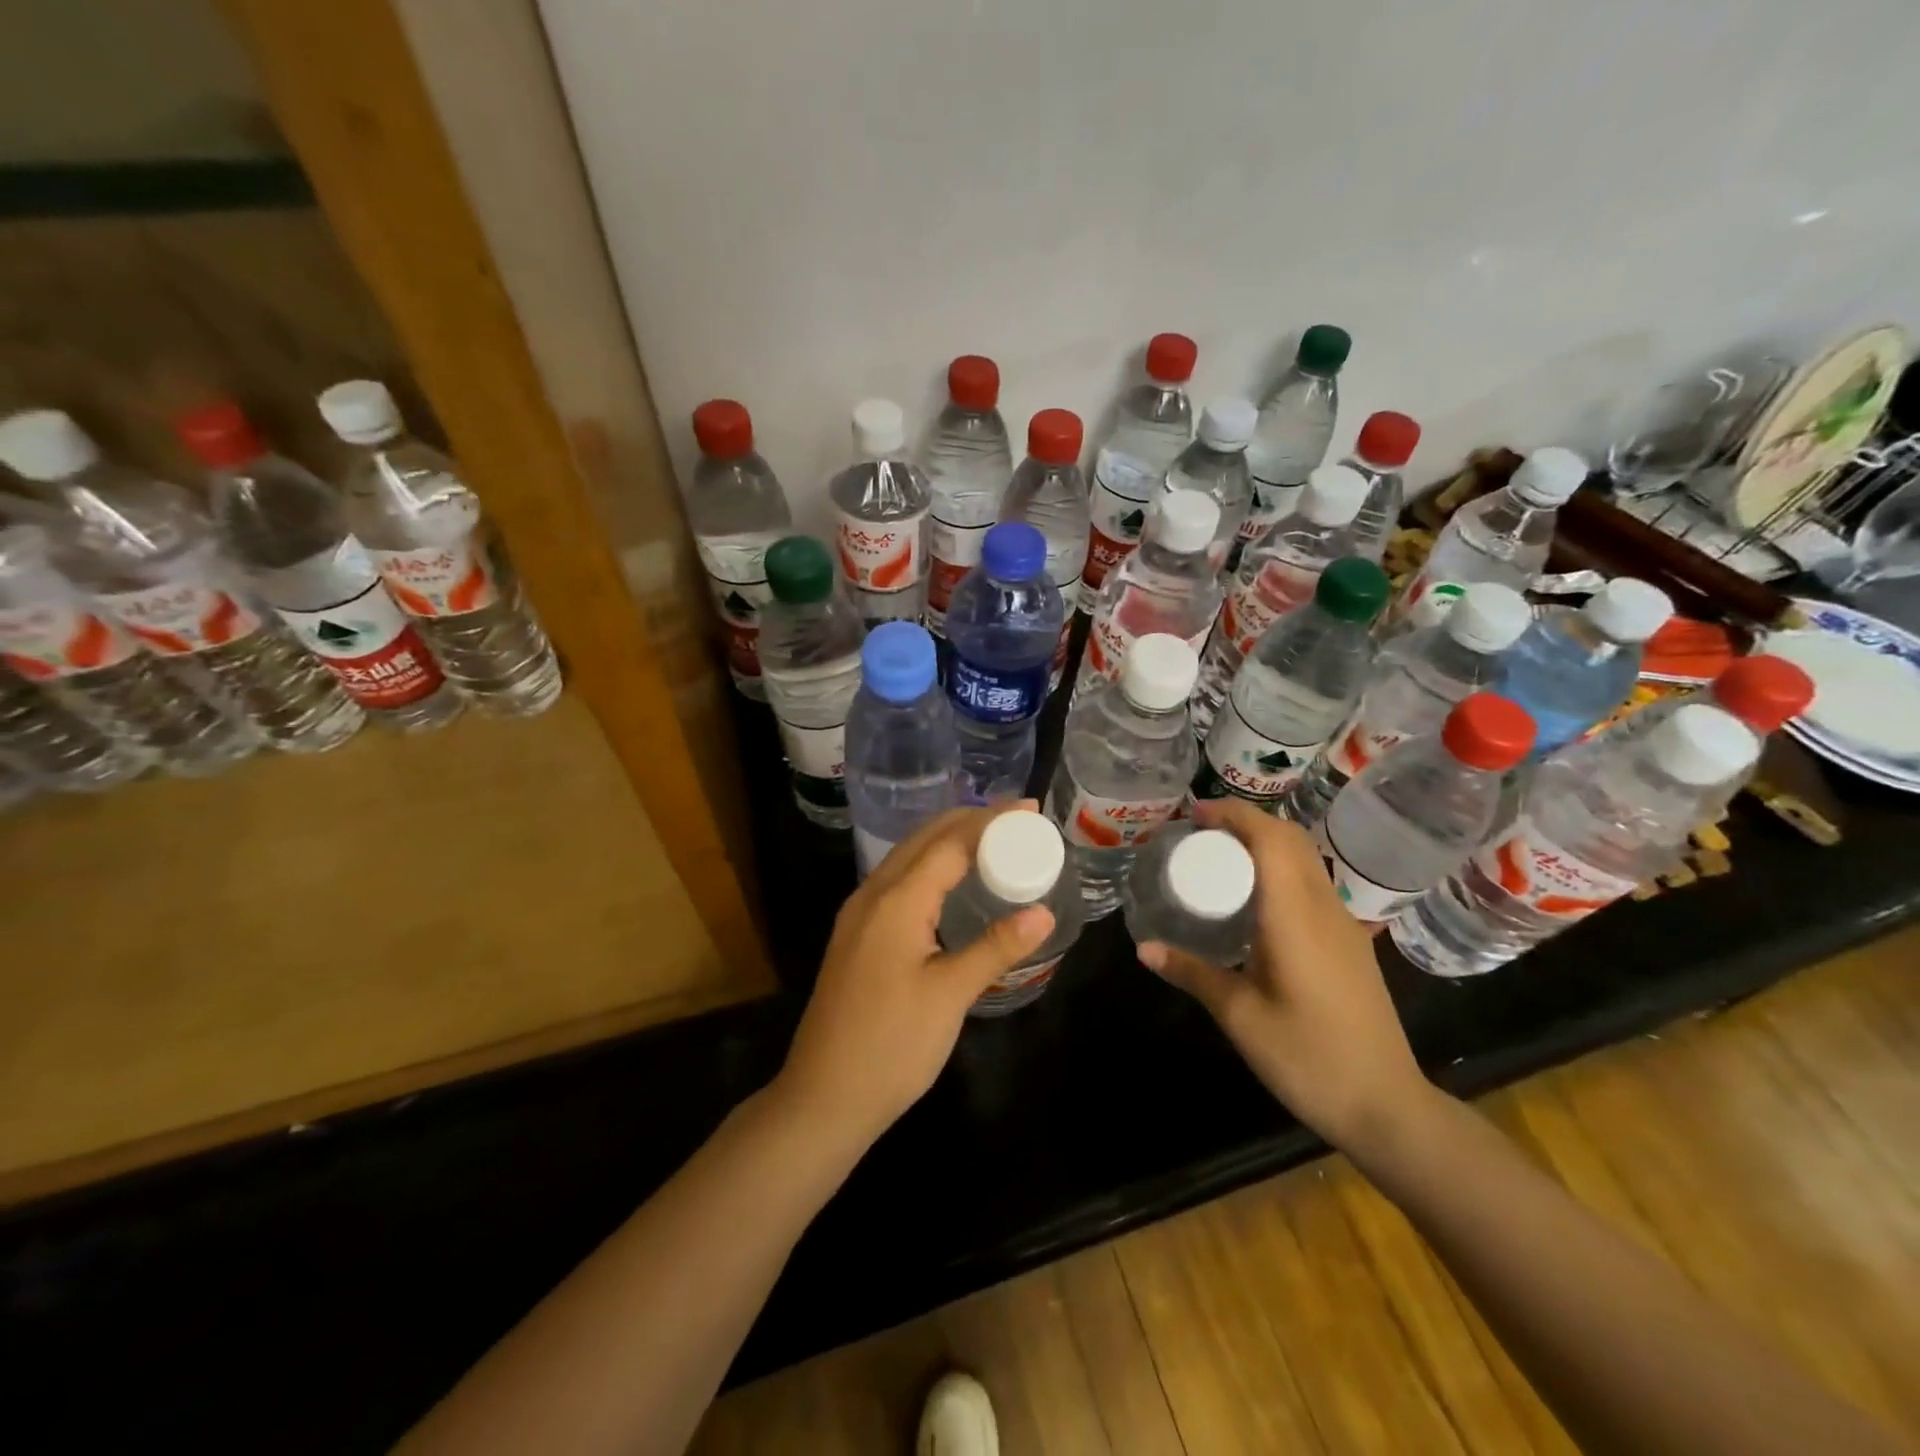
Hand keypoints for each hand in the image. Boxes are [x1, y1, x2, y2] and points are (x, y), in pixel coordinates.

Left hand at [775, 803, 1054, 1146]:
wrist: (823, 1097)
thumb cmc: (891, 1047)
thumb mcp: (950, 996)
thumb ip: (996, 948)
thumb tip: (1042, 911)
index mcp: (896, 901)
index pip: (950, 842)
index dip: (992, 822)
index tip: (1029, 809)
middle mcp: (873, 895)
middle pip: (924, 838)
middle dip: (970, 820)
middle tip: (1017, 819)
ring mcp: (858, 914)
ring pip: (907, 856)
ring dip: (948, 839)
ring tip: (991, 838)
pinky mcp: (856, 934)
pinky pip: (898, 879)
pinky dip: (930, 864)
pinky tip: (950, 881)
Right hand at [1135, 798, 1434, 1155]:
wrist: (1386, 1105)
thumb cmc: (1309, 1059)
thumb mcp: (1240, 1017)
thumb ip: (1192, 973)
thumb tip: (1143, 947)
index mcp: (1295, 917)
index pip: (1271, 839)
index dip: (1234, 816)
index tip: (1195, 815)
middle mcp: (1323, 908)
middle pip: (1290, 839)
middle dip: (1246, 822)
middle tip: (1200, 832)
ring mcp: (1342, 924)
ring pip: (1304, 859)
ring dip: (1264, 843)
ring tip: (1220, 857)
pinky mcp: (1348, 942)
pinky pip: (1311, 883)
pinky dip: (1279, 868)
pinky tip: (1253, 899)